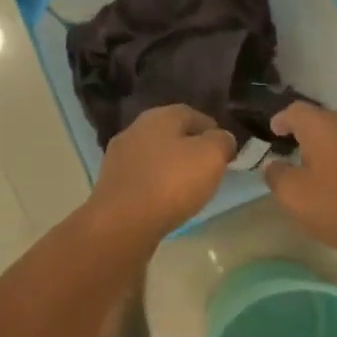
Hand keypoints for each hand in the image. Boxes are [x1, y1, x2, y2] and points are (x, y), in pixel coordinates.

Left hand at [89, 105, 236, 242]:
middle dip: (191, 149)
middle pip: (171, 134)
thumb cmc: (171, 182)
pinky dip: (156, 186)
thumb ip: (222, 141)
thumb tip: (222, 139)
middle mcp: (135, 129)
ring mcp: (119, 157)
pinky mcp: (111, 185)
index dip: (213, 130)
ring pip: (155, 157)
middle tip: (209, 169)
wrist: (122, 223)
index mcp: (159, 116)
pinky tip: (166, 202)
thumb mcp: (211, 156)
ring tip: (189, 189)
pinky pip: (142, 179)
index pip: (193, 114)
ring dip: (172, 168)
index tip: (226, 150)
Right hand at [262, 103, 336, 259]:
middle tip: (292, 149)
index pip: (295, 111)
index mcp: (321, 124)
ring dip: (327, 146)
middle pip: (321, 119)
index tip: (273, 131)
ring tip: (316, 166)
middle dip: (305, 132)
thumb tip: (273, 165)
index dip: (281, 119)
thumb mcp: (293, 195)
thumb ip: (277, 175)